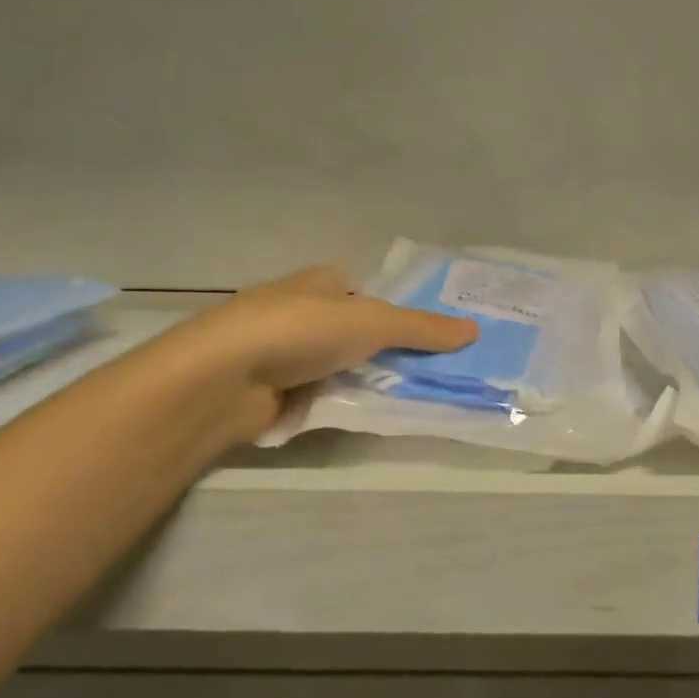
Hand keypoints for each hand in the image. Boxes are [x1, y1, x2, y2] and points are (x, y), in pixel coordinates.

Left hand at [167, 265, 477, 440]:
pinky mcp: (272, 391)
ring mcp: (283, 353)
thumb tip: (475, 329)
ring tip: (412, 398)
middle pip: (356, 332)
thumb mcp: (372, 322)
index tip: (433, 338)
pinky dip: (341, 403)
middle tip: (433, 373)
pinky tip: (367, 415)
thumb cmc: (300, 331)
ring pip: (340, 366)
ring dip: (366, 380)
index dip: (397, 311)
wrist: (223, 378)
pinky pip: (321, 395)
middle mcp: (301, 312)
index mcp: (320, 282)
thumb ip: (422, 328)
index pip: (366, 293)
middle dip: (387, 351)